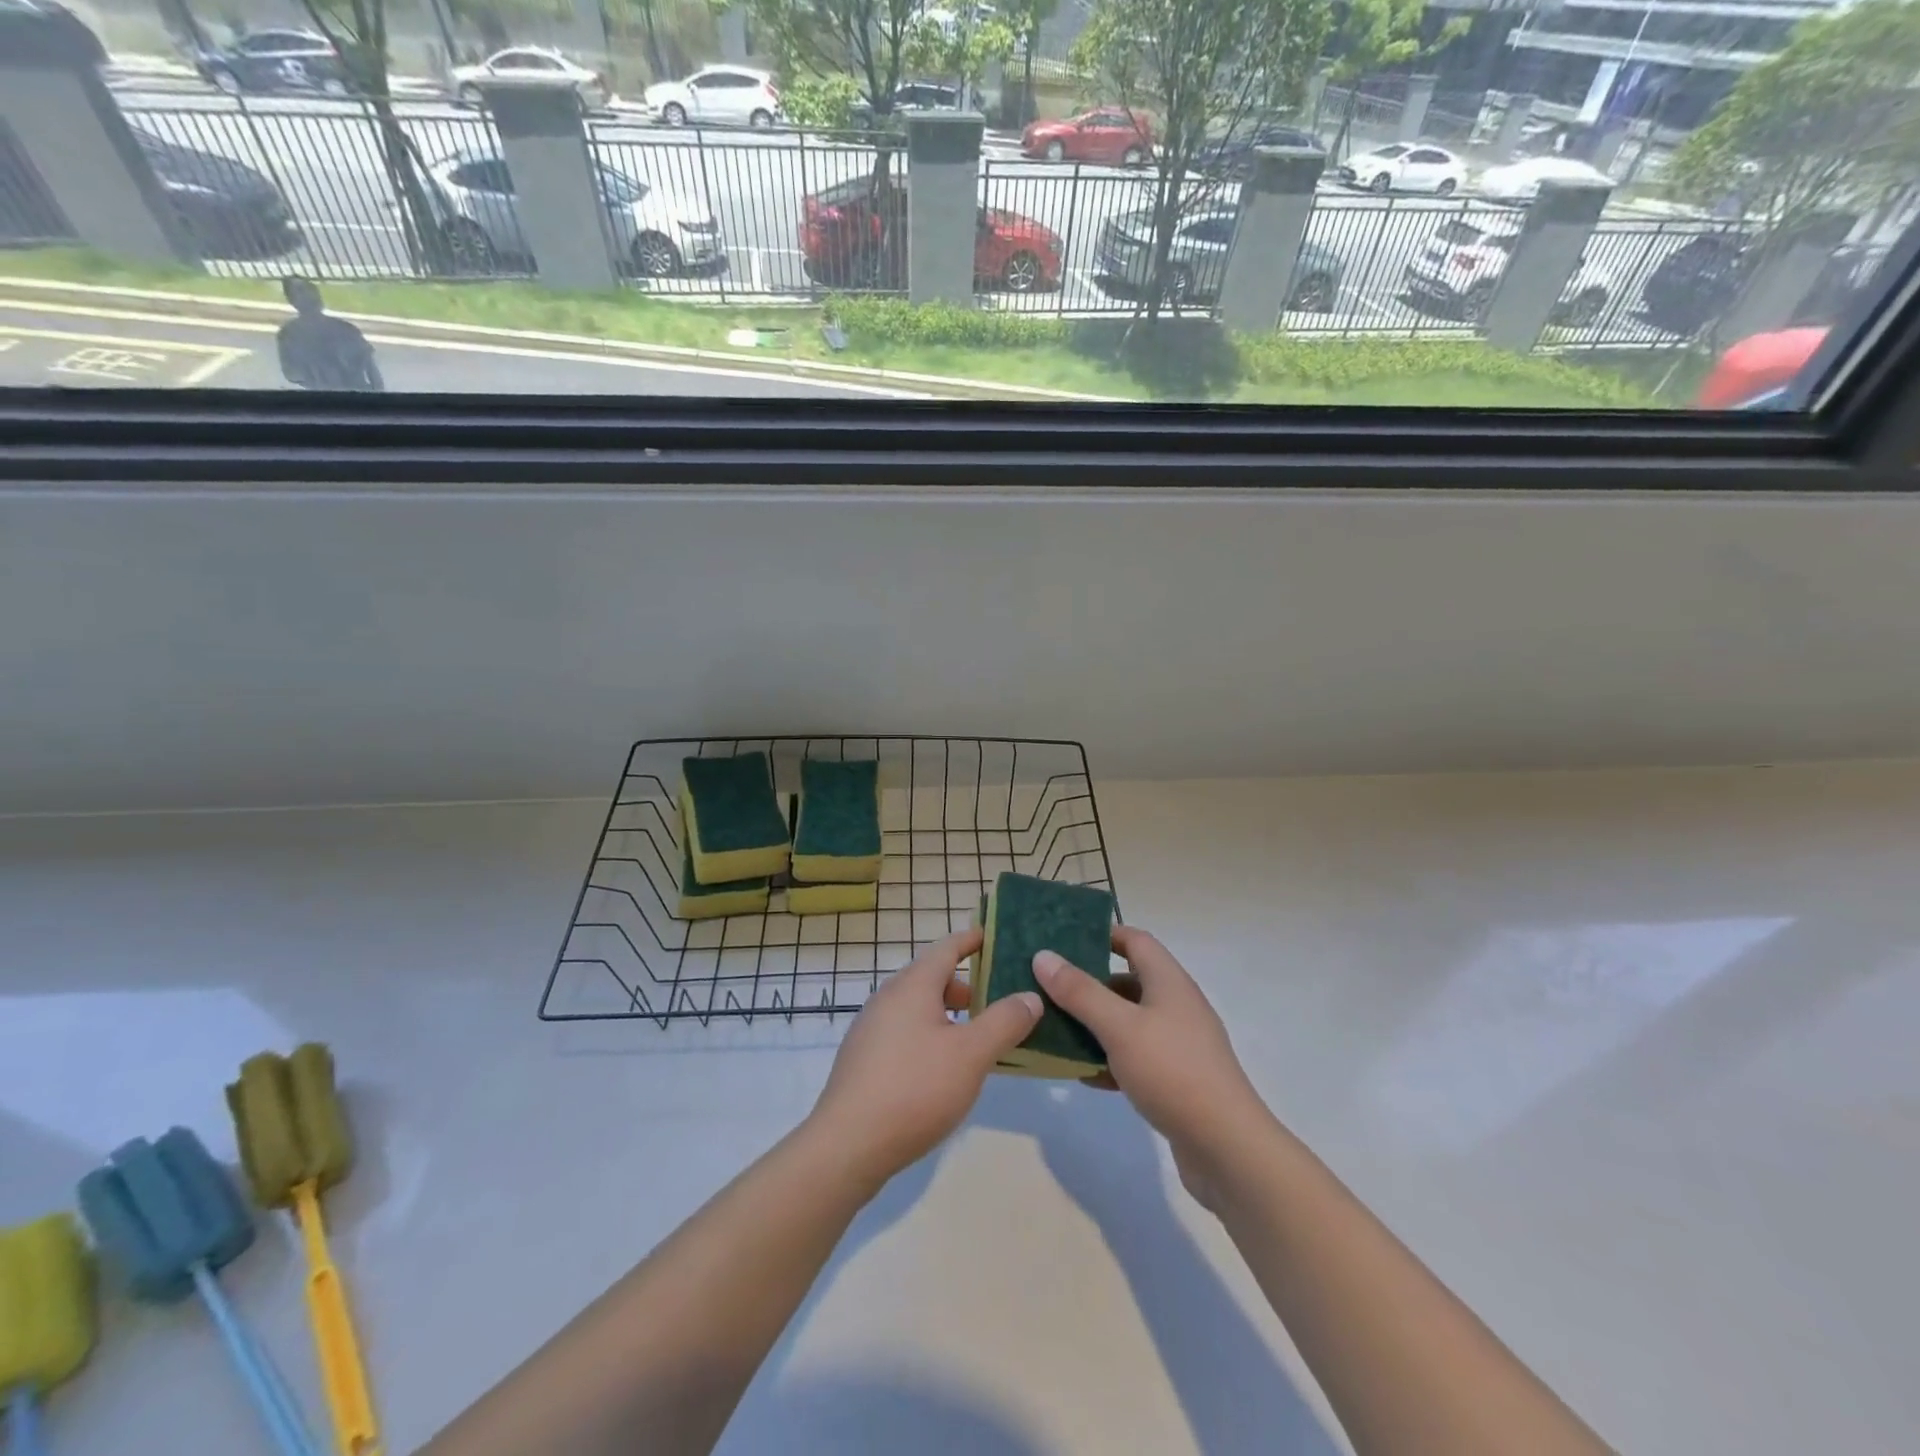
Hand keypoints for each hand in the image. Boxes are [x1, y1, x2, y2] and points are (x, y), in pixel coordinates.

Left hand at [806, 928, 1041, 1187]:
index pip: (946, 947)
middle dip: (966, 984)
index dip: (972, 940)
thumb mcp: (971, 1055)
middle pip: (931, 977)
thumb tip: (1030, 996)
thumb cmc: (915, 1089)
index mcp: (912, 986)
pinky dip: (930, 1034)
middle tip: (998, 1001)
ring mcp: (871, 1029)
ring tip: (977, 1038)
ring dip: (949, 1014)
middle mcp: (887, 998)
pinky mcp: (864, 1059)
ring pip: (917, 1007)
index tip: (994, 936)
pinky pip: (904, 1031)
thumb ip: (1004, 1022)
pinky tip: (944, 1068)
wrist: (847, 1146)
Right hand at [1034, 928, 1271, 1210]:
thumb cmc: (1172, 1072)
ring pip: (1128, 1022)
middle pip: (1128, 981)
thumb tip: (1043, 955)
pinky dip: (1110, 1060)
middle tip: (1048, 988)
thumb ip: (1080, 992)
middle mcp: (1176, 1006)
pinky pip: (1135, 1057)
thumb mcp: (1119, 1027)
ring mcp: (1178, 1044)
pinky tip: (1084, 1075)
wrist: (1227, 1148)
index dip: (1102, 934)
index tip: (1064, 941)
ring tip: (1056, 1030)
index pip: (1135, 940)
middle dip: (1089, 983)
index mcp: (1169, 982)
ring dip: (1095, 1024)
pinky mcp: (1176, 1079)